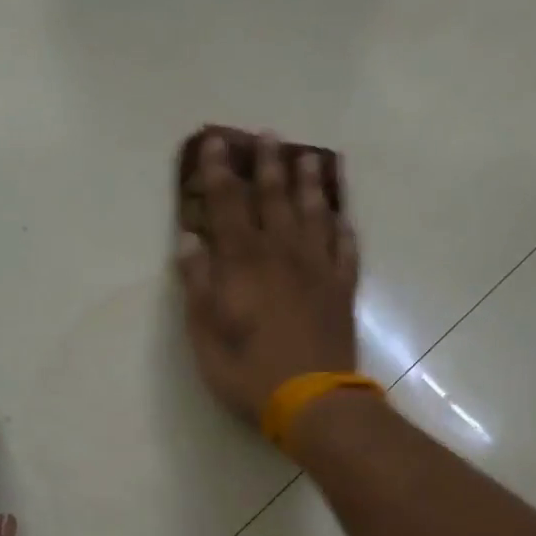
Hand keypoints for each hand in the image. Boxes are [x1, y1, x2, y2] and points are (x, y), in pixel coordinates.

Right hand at [176, 133, 360, 423]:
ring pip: (314, 214)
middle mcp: (282, 254)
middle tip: (268, 134)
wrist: (312, 401)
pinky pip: (345, 248)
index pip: (228, 204)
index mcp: (243, 263)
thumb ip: (197, 285)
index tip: (215, 142)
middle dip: (269, 164)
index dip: (220, 171)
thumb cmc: (248, 372)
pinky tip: (342, 216)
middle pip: (275, 198)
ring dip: (310, 184)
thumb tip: (189, 241)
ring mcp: (318, 269)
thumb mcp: (205, 335)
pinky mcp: (342, 289)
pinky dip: (343, 228)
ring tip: (310, 157)